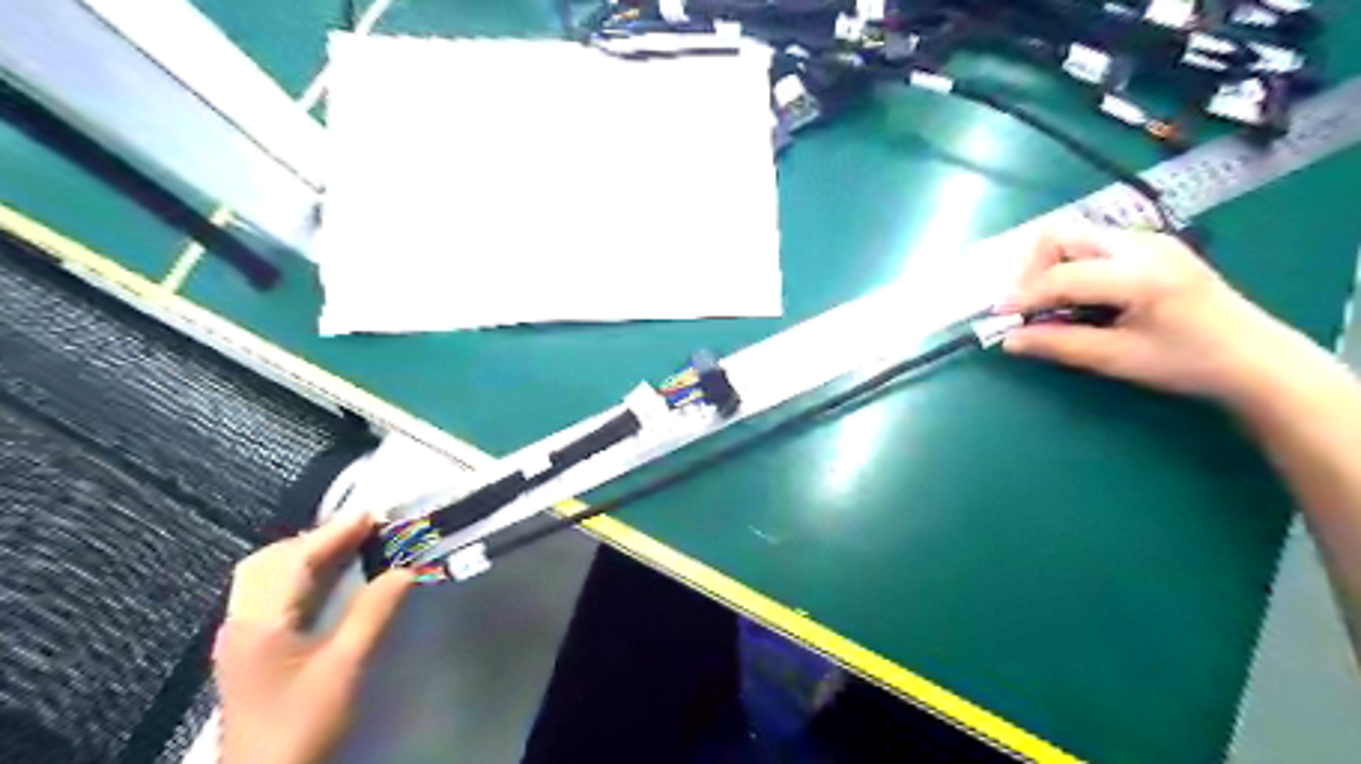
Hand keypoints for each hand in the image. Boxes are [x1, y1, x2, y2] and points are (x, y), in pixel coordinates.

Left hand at [212, 509, 412, 762]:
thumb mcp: (346, 666)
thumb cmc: (304, 723)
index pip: (295, 558)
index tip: (373, 515)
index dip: (335, 532)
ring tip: (347, 549)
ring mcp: (238, 636)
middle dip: (316, 538)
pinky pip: (266, 592)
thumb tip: (406, 569)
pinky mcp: (245, 649)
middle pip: (269, 560)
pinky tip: (323, 582)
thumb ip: (374, 612)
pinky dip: (297, 574)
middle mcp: (241, 621)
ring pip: (263, 575)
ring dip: (304, 554)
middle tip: (361, 532)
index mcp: (260, 621)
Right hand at [996, 220, 1307, 408]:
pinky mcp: (1150, 247)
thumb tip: (1009, 341)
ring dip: (1049, 266)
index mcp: (1139, 275)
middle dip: (1031, 268)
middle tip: (1025, 305)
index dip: (1023, 296)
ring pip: (1075, 236)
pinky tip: (1077, 297)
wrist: (1255, 358)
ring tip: (1048, 303)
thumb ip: (1059, 344)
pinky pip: (1093, 245)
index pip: (1061, 276)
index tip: (998, 318)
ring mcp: (1148, 241)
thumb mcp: (1117, 359)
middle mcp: (1141, 245)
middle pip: (1061, 234)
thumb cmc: (1187, 363)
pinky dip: (1071, 266)